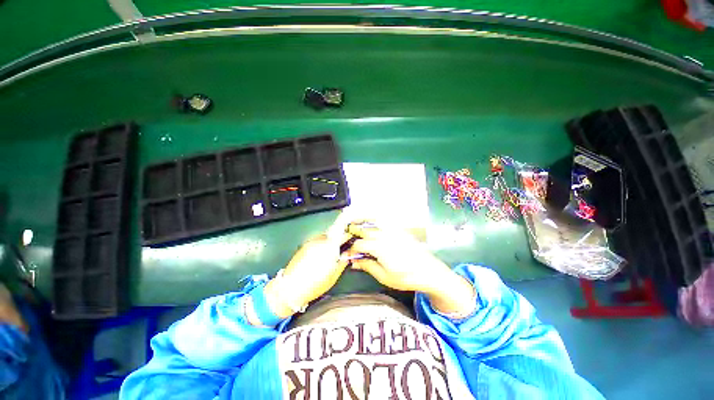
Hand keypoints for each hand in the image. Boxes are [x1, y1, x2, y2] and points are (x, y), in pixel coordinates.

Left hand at [263, 233, 349, 318]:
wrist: (289, 289)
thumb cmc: (314, 285)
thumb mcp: (334, 276)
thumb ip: (343, 261)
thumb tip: (348, 253)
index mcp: (329, 247)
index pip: (342, 233)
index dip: (349, 235)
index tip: (352, 239)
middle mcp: (320, 241)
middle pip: (333, 233)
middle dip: (339, 239)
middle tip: (342, 249)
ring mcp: (310, 242)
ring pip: (325, 237)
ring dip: (330, 242)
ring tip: (330, 254)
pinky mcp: (303, 245)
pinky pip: (317, 241)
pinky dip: (321, 245)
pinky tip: (320, 256)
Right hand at [346, 222, 474, 314]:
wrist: (429, 271)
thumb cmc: (406, 277)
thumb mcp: (384, 276)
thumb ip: (367, 265)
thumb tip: (353, 261)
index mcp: (379, 247)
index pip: (359, 244)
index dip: (351, 250)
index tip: (347, 255)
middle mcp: (384, 235)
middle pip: (364, 230)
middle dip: (353, 231)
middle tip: (347, 235)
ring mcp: (393, 231)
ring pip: (373, 223)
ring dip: (363, 223)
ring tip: (355, 224)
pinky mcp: (399, 230)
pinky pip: (383, 222)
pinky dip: (374, 221)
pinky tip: (372, 225)